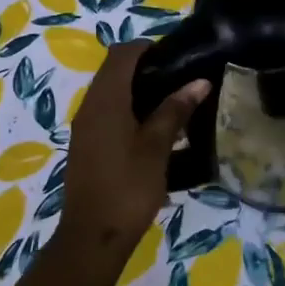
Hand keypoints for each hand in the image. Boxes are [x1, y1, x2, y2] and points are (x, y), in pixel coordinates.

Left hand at [56, 41, 207, 261]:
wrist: (93, 237)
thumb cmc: (127, 187)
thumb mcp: (156, 147)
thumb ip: (175, 111)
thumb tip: (198, 82)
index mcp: (105, 100)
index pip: (122, 54)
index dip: (149, 48)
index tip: (179, 57)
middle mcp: (90, 106)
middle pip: (116, 72)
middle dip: (148, 70)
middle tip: (183, 81)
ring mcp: (86, 128)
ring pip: (113, 95)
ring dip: (141, 94)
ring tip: (176, 106)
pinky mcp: (88, 147)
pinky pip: (110, 116)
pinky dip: (132, 113)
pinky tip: (158, 133)